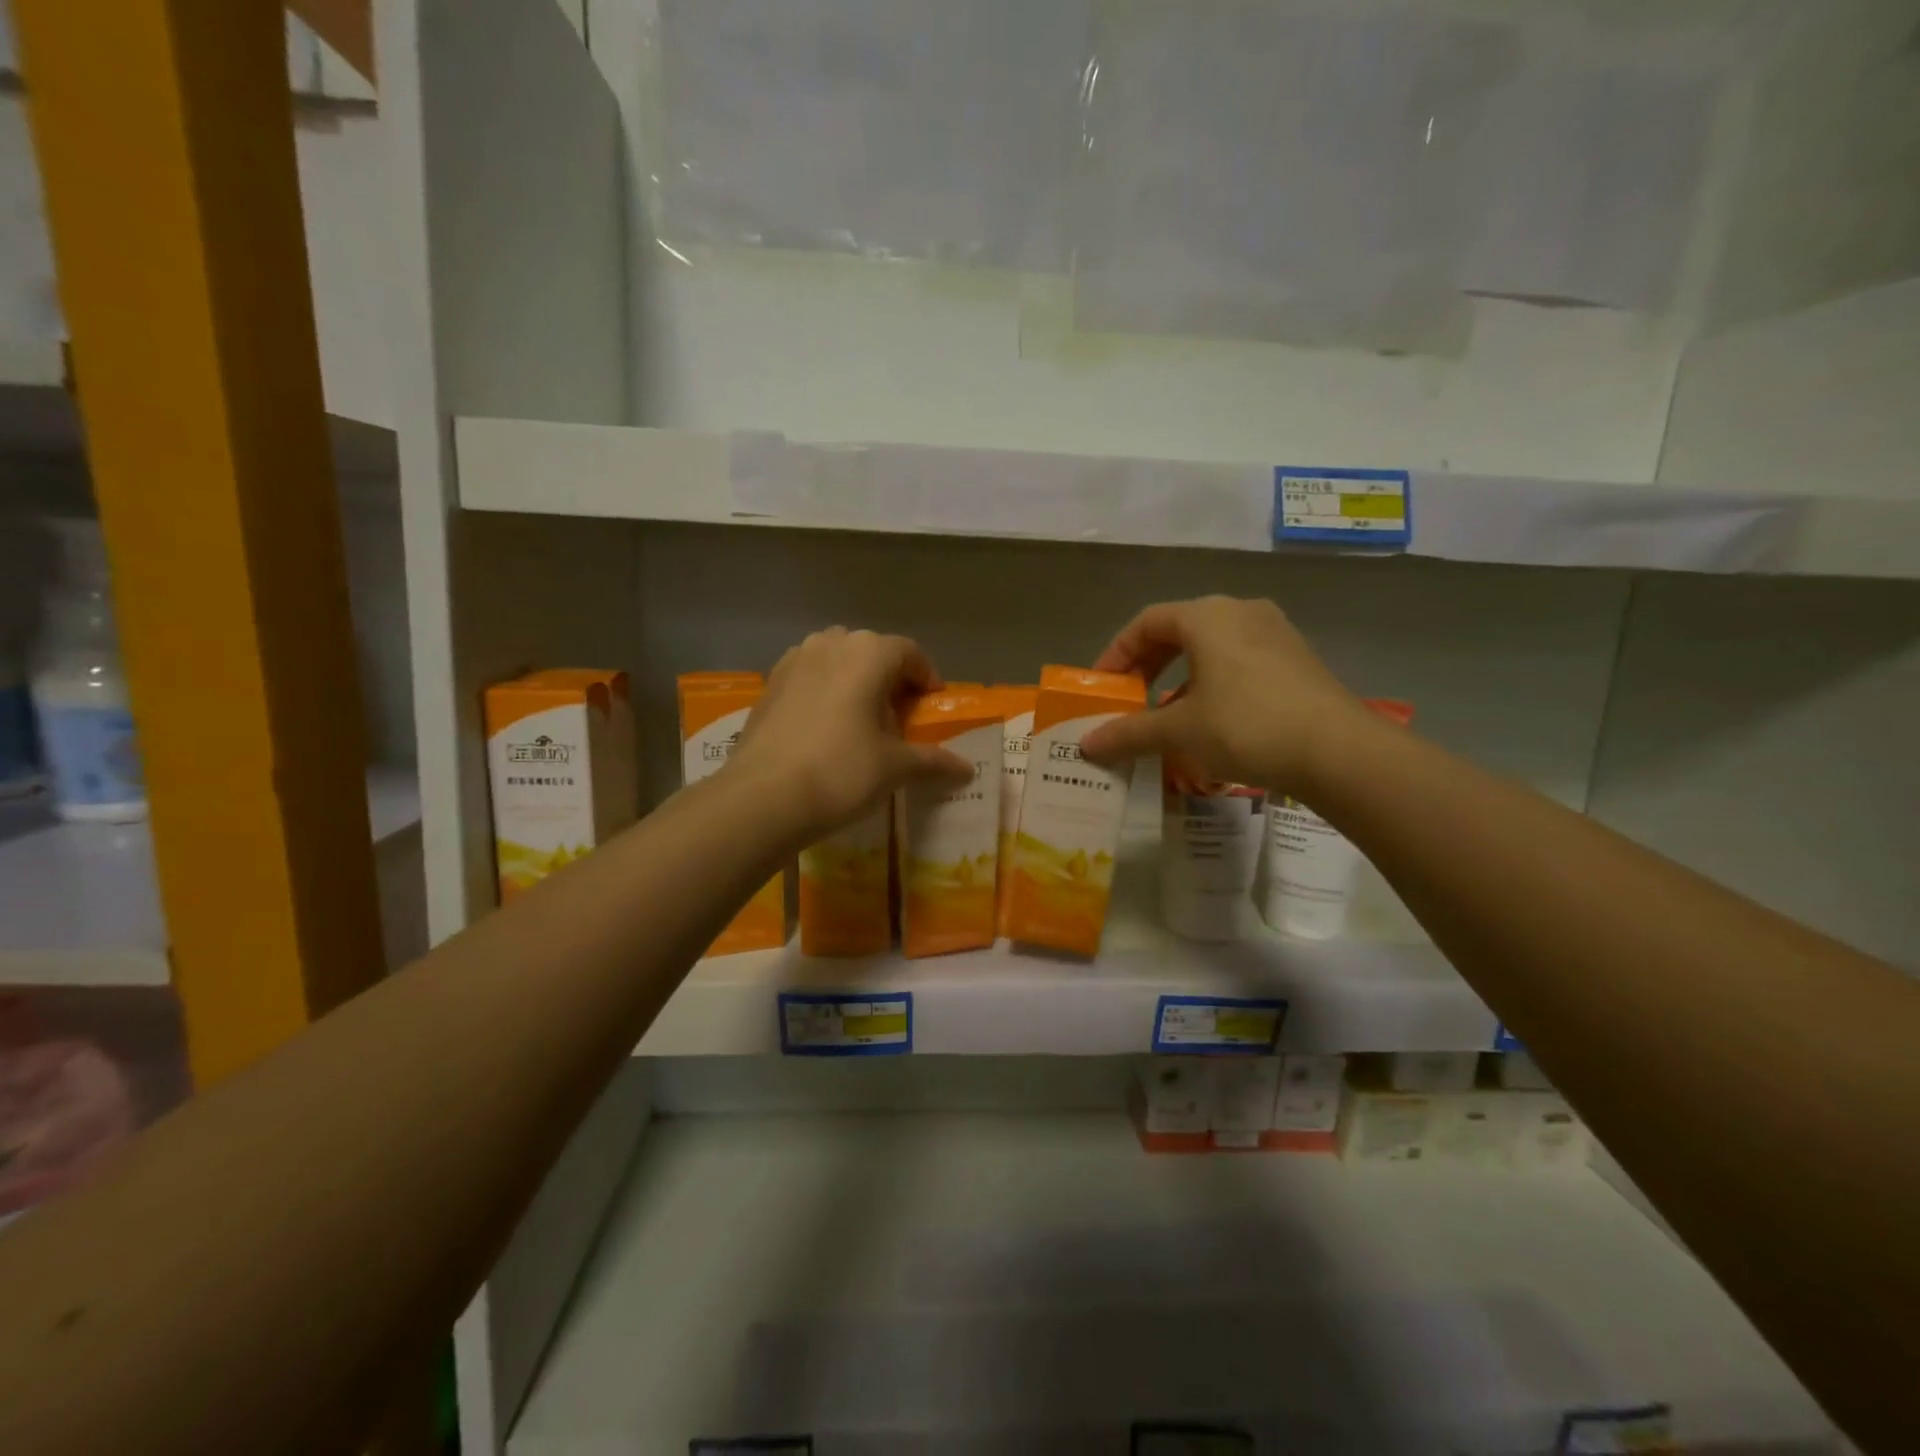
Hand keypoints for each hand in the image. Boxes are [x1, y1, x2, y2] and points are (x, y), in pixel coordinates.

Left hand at [727, 627, 973, 839]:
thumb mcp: (894, 768)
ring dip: (854, 682)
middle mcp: (830, 644)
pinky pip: (808, 678)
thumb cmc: (841, 772)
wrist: (762, 797)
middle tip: (898, 717)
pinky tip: (824, 730)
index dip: (926, 678)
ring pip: (835, 661)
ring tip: (860, 722)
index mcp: (868, 653)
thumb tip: (967, 769)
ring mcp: (793, 661)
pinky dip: (824, 693)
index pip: (909, 653)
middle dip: (889, 679)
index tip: (931, 706)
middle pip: (871, 652)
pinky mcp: (768, 684)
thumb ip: (933, 761)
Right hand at [1078, 596, 1367, 793]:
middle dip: (1147, 664)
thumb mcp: (1179, 731)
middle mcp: (1240, 611)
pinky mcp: (1296, 658)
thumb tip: (1086, 745)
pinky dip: (1212, 681)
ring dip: (1180, 676)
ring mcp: (1274, 632)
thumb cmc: (1246, 726)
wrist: (1337, 750)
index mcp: (1206, 616)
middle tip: (1128, 697)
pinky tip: (1211, 718)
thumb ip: (1129, 732)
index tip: (1101, 686)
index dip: (1116, 653)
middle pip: (1178, 630)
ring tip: (1166, 712)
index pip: (1146, 622)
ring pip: (1211, 646)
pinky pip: (1239, 660)